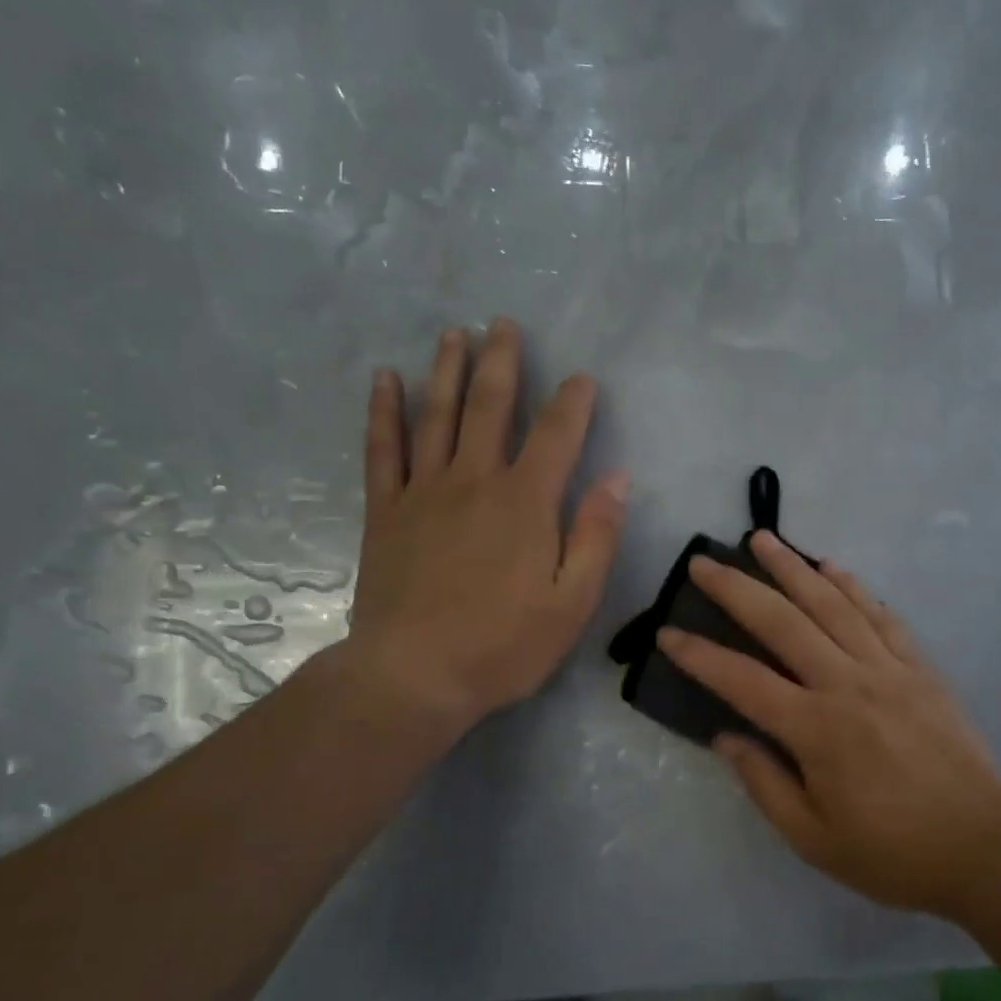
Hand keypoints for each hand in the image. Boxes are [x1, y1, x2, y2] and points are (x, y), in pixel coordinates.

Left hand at [340, 319, 627, 742]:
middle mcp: (475, 481)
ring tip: (454, 332)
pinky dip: (384, 411)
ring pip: (438, 415)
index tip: (582, 379)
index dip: (573, 402)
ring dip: (448, 370)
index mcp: (526, 503)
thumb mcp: (574, 602)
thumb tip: (617, 479)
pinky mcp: (386, 511)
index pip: (557, 435)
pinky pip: (383, 449)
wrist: (413, 676)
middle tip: (504, 323)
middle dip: (503, 362)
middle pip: (491, 407)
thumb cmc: (503, 645)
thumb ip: (597, 536)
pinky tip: (385, 380)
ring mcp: (424, 492)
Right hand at [657, 533, 1000, 915]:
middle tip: (703, 562)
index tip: (667, 633)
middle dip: (737, 589)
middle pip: (783, 622)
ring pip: (832, 604)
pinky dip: (854, 587)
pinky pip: (882, 616)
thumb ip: (764, 783)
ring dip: (793, 567)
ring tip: (762, 540)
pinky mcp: (920, 668)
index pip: (742, 680)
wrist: (983, 846)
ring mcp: (888, 669)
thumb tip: (726, 736)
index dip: (699, 655)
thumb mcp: (813, 838)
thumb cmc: (892, 851)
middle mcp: (847, 684)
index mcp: (816, 728)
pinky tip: (832, 567)